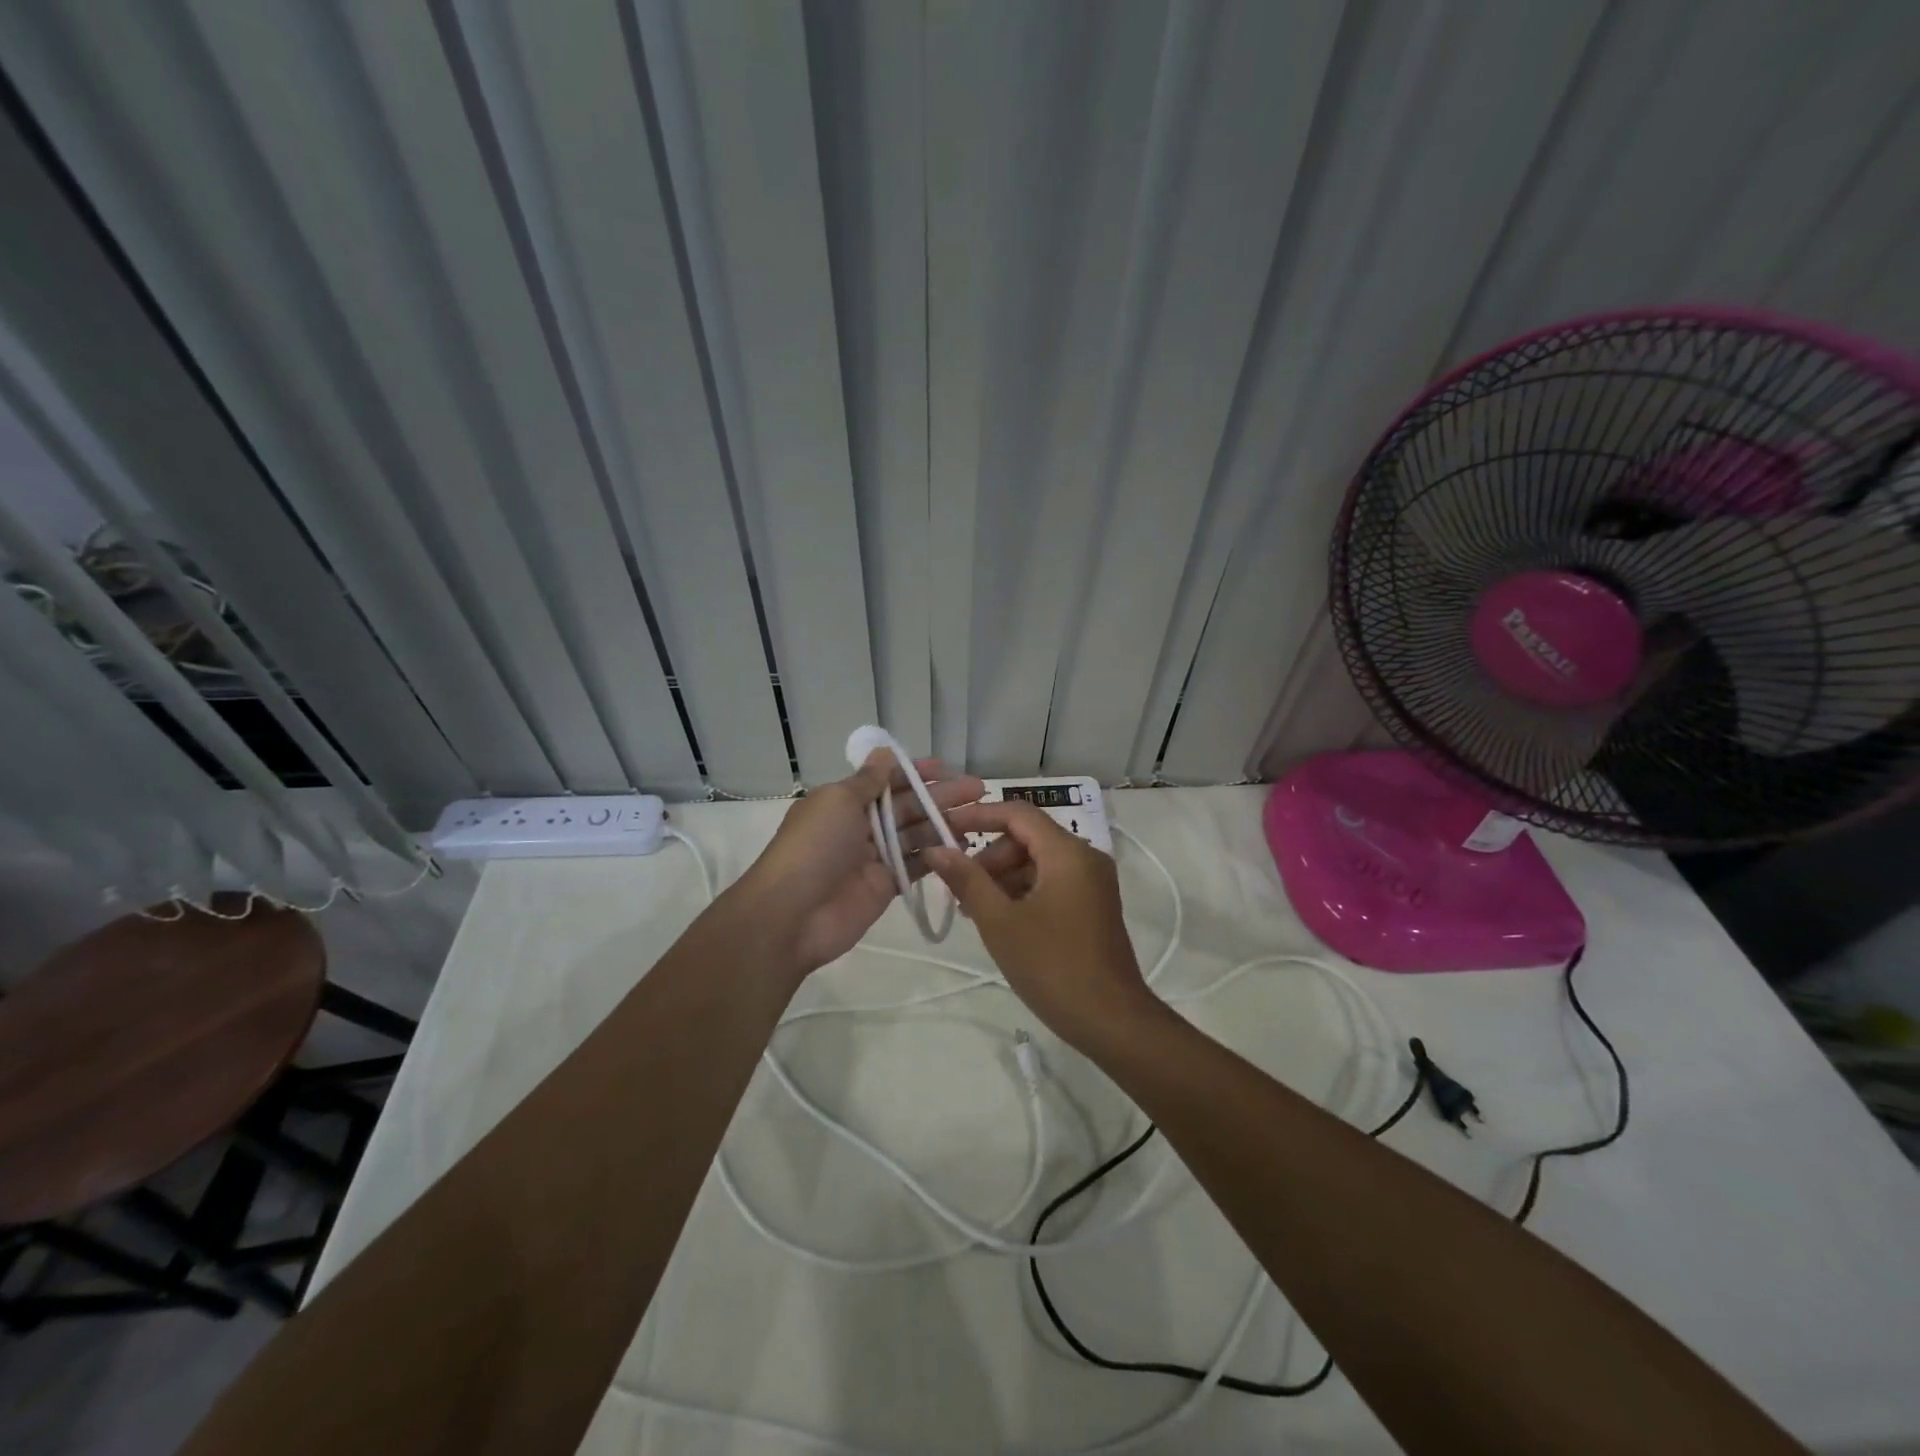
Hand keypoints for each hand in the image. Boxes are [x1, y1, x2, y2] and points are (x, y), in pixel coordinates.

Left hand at [733, 752, 983, 980]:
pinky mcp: (885, 886)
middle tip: (979, 791)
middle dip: (939, 796)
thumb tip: (884, 752)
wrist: (792, 915)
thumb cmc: (814, 847)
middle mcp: (859, 825)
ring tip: (978, 818)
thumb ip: (868, 780)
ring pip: (915, 833)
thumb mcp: (838, 802)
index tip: (947, 768)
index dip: (916, 772)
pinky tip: (964, 846)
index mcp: (843, 801)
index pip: (886, 780)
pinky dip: (937, 855)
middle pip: (906, 805)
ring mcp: (873, 857)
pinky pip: (915, 865)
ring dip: (943, 823)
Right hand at [923, 802, 1155, 1051]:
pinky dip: (1023, 891)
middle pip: (1027, 837)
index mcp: (1067, 852)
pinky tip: (1001, 920)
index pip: (1017, 813)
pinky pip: (1051, 881)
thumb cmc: (1053, 967)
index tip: (944, 830)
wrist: (1111, 1020)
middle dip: (989, 856)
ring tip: (974, 910)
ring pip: (1038, 861)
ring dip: (1003, 877)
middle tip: (959, 888)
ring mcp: (1092, 881)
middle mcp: (1085, 857)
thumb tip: (936, 849)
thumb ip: (967, 880)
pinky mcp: (1093, 904)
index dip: (978, 816)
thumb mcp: (1000, 922)